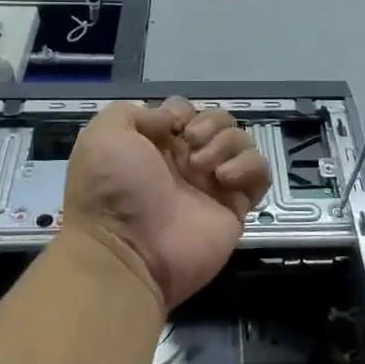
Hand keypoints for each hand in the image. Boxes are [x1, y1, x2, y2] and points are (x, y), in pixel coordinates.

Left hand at [63, 98, 271, 309]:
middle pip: (218, 121)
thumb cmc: (113, 190)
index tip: (173, 126)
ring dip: (227, 143)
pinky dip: (249, 167)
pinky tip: (225, 179)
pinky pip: (260, 174)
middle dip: (210, 124)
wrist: (127, 252)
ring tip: (205, 168)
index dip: (182, 111)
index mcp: (153, 144)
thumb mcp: (104, 135)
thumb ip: (134, 113)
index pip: (184, 111)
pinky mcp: (235, 208)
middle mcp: (184, 162)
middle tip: (192, 145)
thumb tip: (171, 119)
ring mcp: (212, 185)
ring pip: (241, 142)